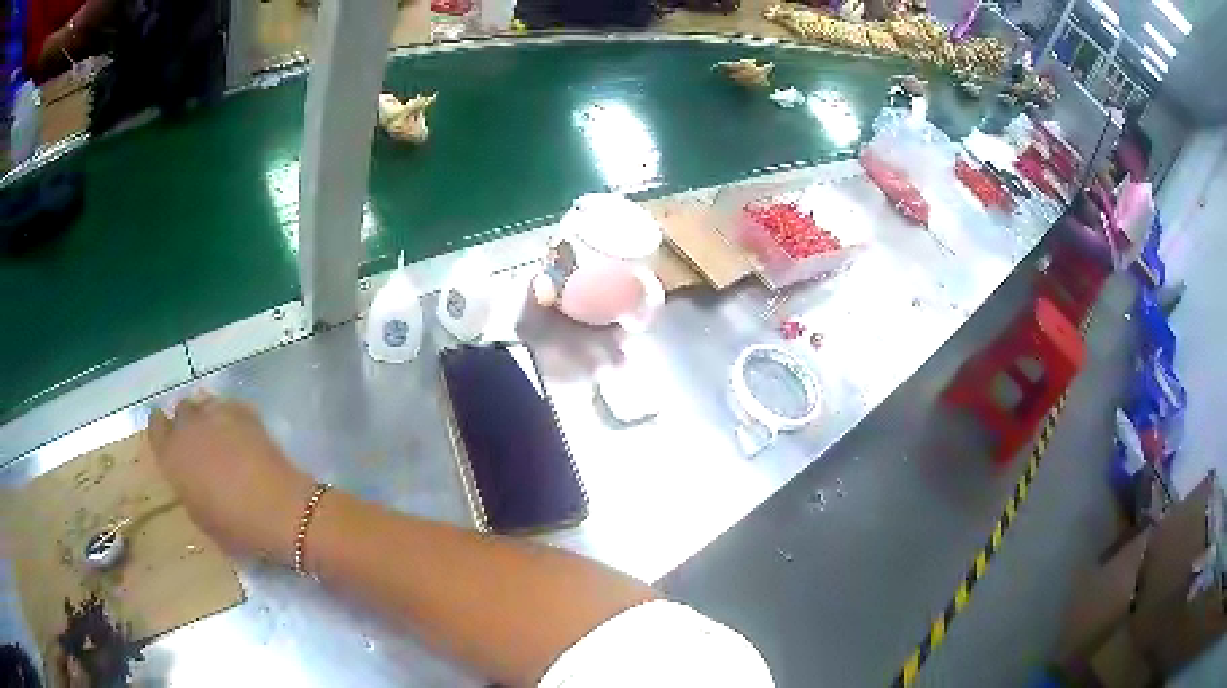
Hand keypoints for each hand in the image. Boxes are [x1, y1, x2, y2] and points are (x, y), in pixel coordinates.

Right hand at [147, 392, 313, 565]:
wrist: (279, 511)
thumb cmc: (236, 527)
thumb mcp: (200, 517)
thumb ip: (188, 487)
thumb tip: (190, 476)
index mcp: (172, 455)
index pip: (155, 426)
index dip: (162, 431)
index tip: (169, 440)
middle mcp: (189, 427)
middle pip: (181, 411)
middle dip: (186, 423)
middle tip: (198, 443)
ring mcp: (217, 414)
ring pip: (204, 403)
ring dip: (207, 416)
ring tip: (219, 436)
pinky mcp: (245, 411)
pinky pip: (228, 406)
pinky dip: (230, 415)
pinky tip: (240, 434)